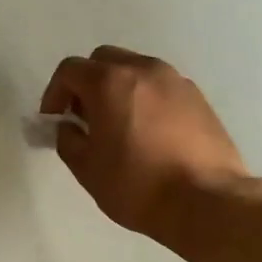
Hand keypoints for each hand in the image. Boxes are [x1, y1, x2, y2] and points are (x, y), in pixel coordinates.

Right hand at [39, 46, 250, 243]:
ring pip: (135, 70)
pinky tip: (147, 133)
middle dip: (86, 83)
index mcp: (110, 82)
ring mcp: (175, 81)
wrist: (207, 201)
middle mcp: (144, 70)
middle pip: (103, 60)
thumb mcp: (87, 168)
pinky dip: (145, 99)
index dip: (54, 93)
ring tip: (116, 125)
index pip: (70, 70)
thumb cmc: (137, 185)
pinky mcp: (198, 98)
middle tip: (83, 117)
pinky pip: (160, 87)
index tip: (54, 120)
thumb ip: (68, 139)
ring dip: (117, 89)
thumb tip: (69, 127)